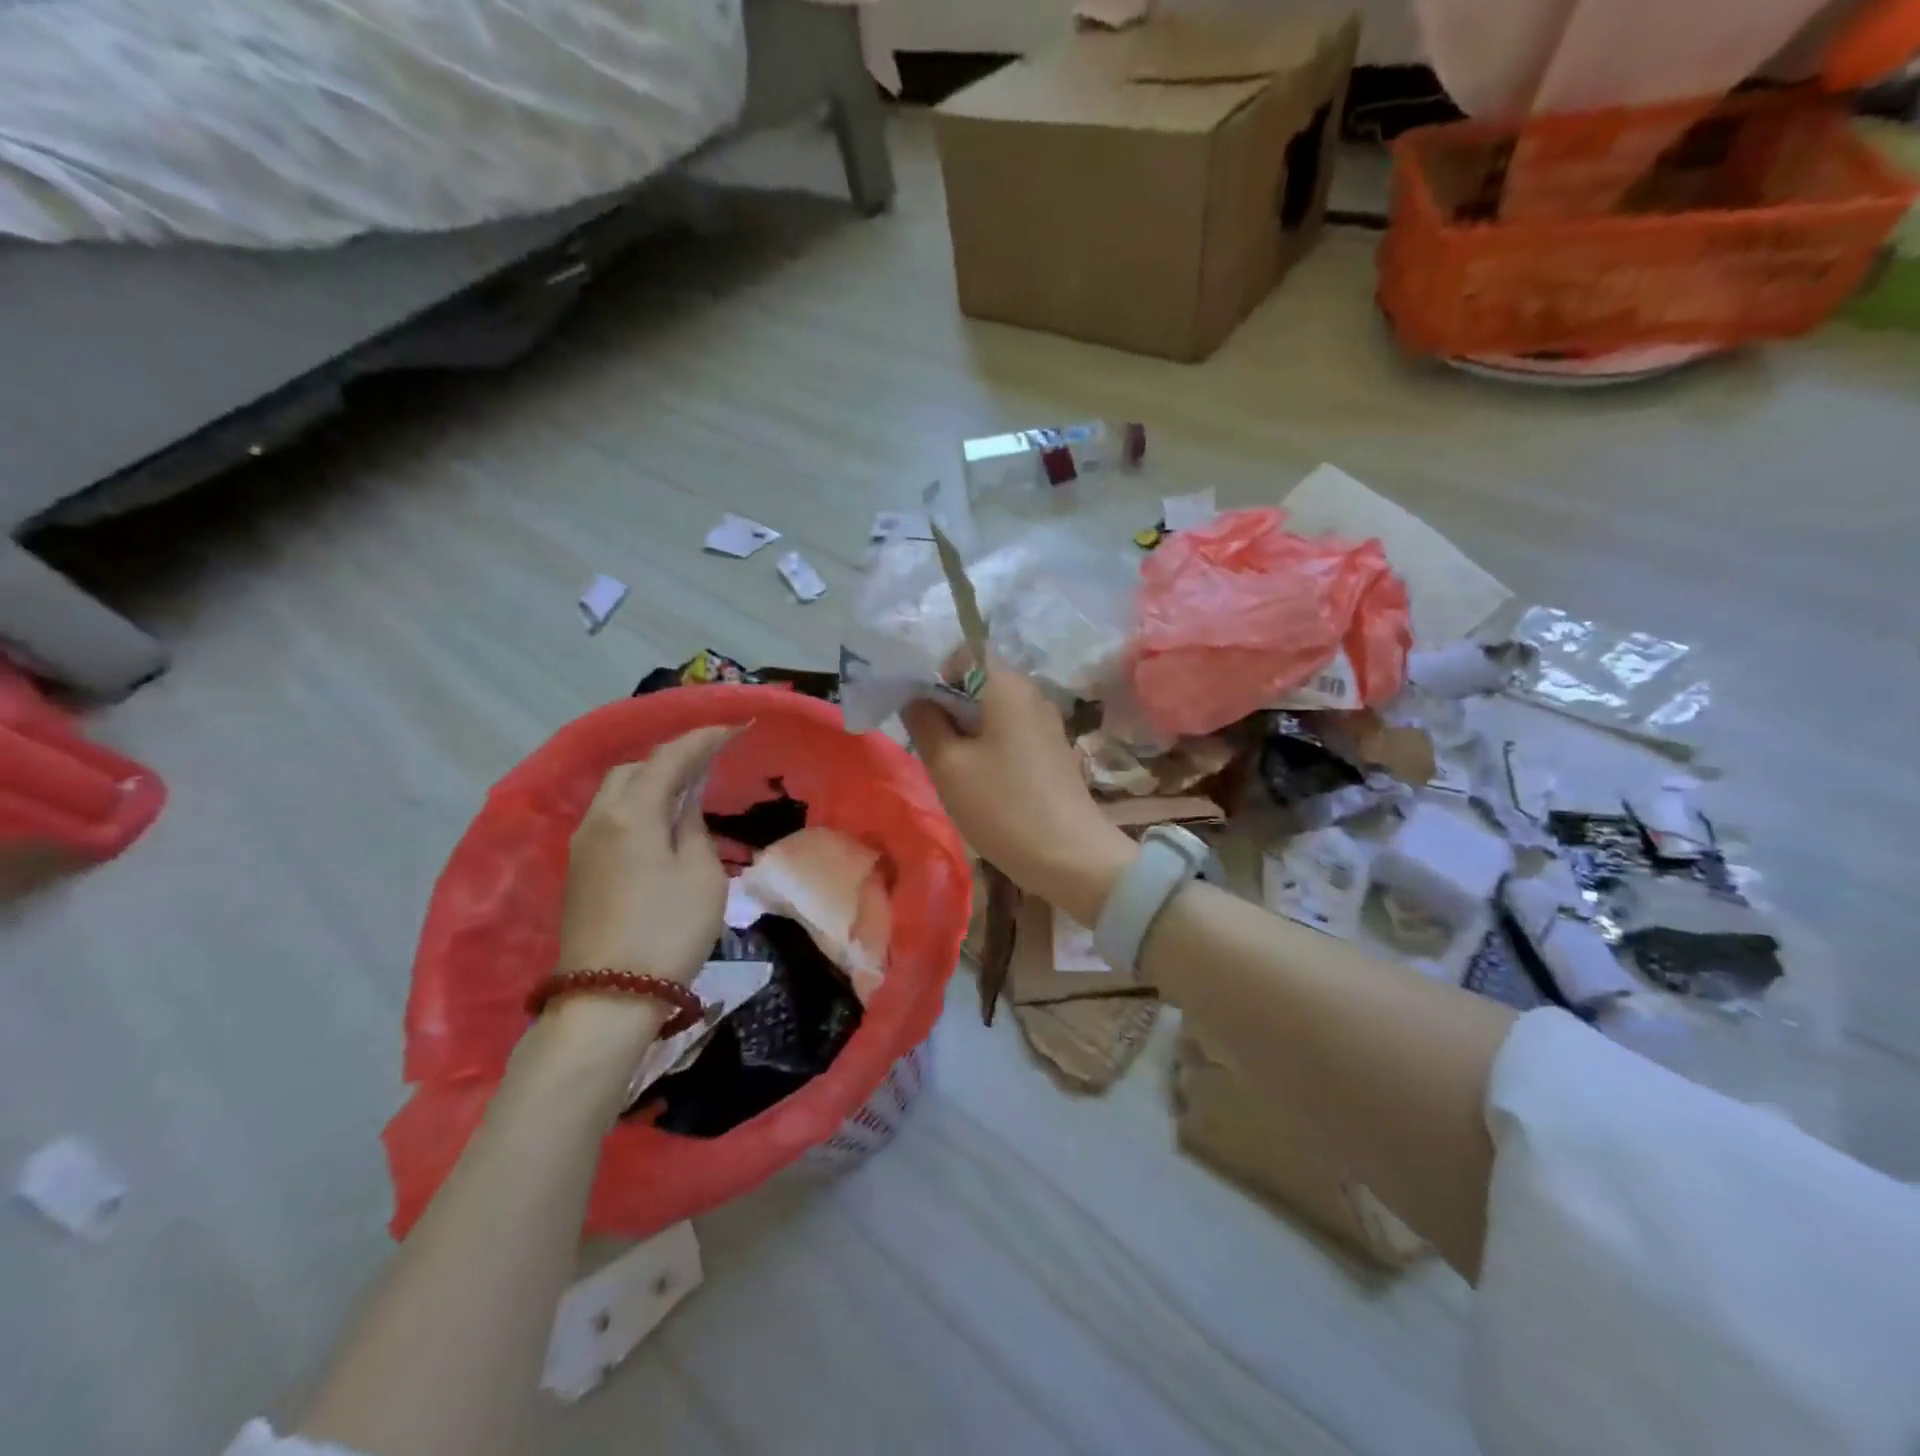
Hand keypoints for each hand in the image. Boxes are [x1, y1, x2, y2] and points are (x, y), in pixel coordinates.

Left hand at [555, 727, 730, 988]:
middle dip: (672, 756)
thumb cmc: (667, 931)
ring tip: (688, 789)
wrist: (608, 998)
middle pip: (634, 768)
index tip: (737, 727)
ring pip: (616, 792)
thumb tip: (685, 805)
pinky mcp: (580, 870)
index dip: (704, 738)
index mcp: (632, 814)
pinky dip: (638, 805)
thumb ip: (694, 828)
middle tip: (710, 761)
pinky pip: (610, 817)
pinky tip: (661, 821)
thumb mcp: (701, 876)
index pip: (670, 758)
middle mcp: (599, 819)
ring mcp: (583, 846)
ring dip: (652, 781)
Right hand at [902, 661, 1136, 926]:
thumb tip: (917, 699)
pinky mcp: (1052, 750)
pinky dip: (990, 745)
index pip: (966, 651)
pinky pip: (1011, 732)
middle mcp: (1032, 693)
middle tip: (931, 743)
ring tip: (953, 767)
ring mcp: (1047, 722)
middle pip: (980, 680)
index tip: (923, 709)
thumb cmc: (1002, 804)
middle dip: (949, 705)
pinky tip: (982, 781)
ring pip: (994, 710)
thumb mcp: (948, 765)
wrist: (1069, 855)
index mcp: (1007, 685)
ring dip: (968, 729)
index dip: (937, 672)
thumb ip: (925, 723)